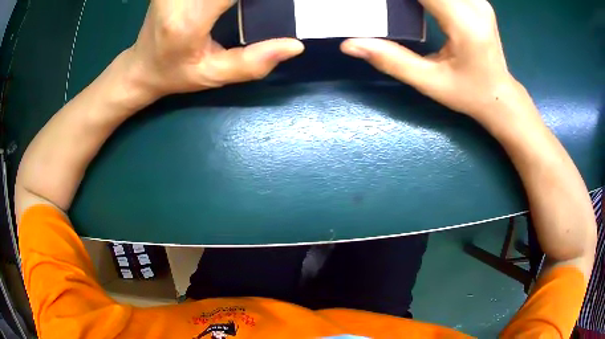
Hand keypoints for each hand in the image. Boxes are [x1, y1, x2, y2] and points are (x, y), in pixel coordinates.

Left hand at [126, 0, 303, 99]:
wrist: (141, 66)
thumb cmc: (175, 74)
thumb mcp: (213, 75)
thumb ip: (252, 63)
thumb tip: (295, 46)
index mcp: (188, 20)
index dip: (259, 0)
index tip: (272, 6)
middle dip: (250, 1)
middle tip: (255, 9)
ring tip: (239, 9)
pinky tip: (229, 6)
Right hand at [341, 0, 524, 122]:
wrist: (499, 96)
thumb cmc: (468, 94)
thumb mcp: (429, 82)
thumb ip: (390, 60)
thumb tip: (350, 45)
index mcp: (464, 23)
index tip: (378, 3)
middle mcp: (474, 4)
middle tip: (387, 7)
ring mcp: (478, 0)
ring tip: (399, 7)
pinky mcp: (476, 0)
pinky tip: (416, 4)